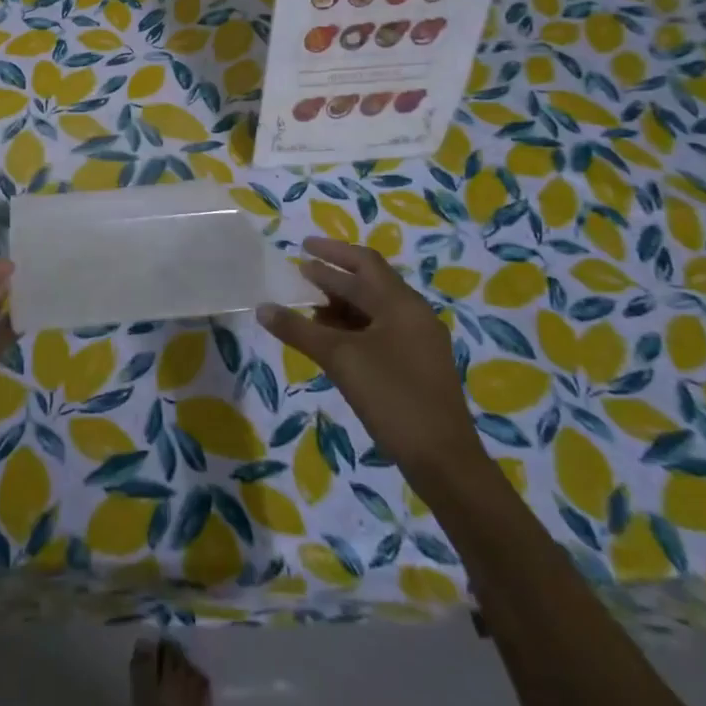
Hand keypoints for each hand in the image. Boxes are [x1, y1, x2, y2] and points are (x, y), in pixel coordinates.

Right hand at [258, 237, 483, 491]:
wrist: (443, 459)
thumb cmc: (392, 396)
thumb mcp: (340, 359)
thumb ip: (299, 330)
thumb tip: (262, 308)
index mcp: (401, 304)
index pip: (363, 263)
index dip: (331, 252)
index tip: (302, 246)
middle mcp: (414, 315)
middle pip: (371, 283)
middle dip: (335, 277)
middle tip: (301, 273)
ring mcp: (419, 341)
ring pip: (375, 309)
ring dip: (343, 304)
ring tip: (310, 307)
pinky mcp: (418, 364)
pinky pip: (381, 331)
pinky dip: (354, 327)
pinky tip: (332, 340)